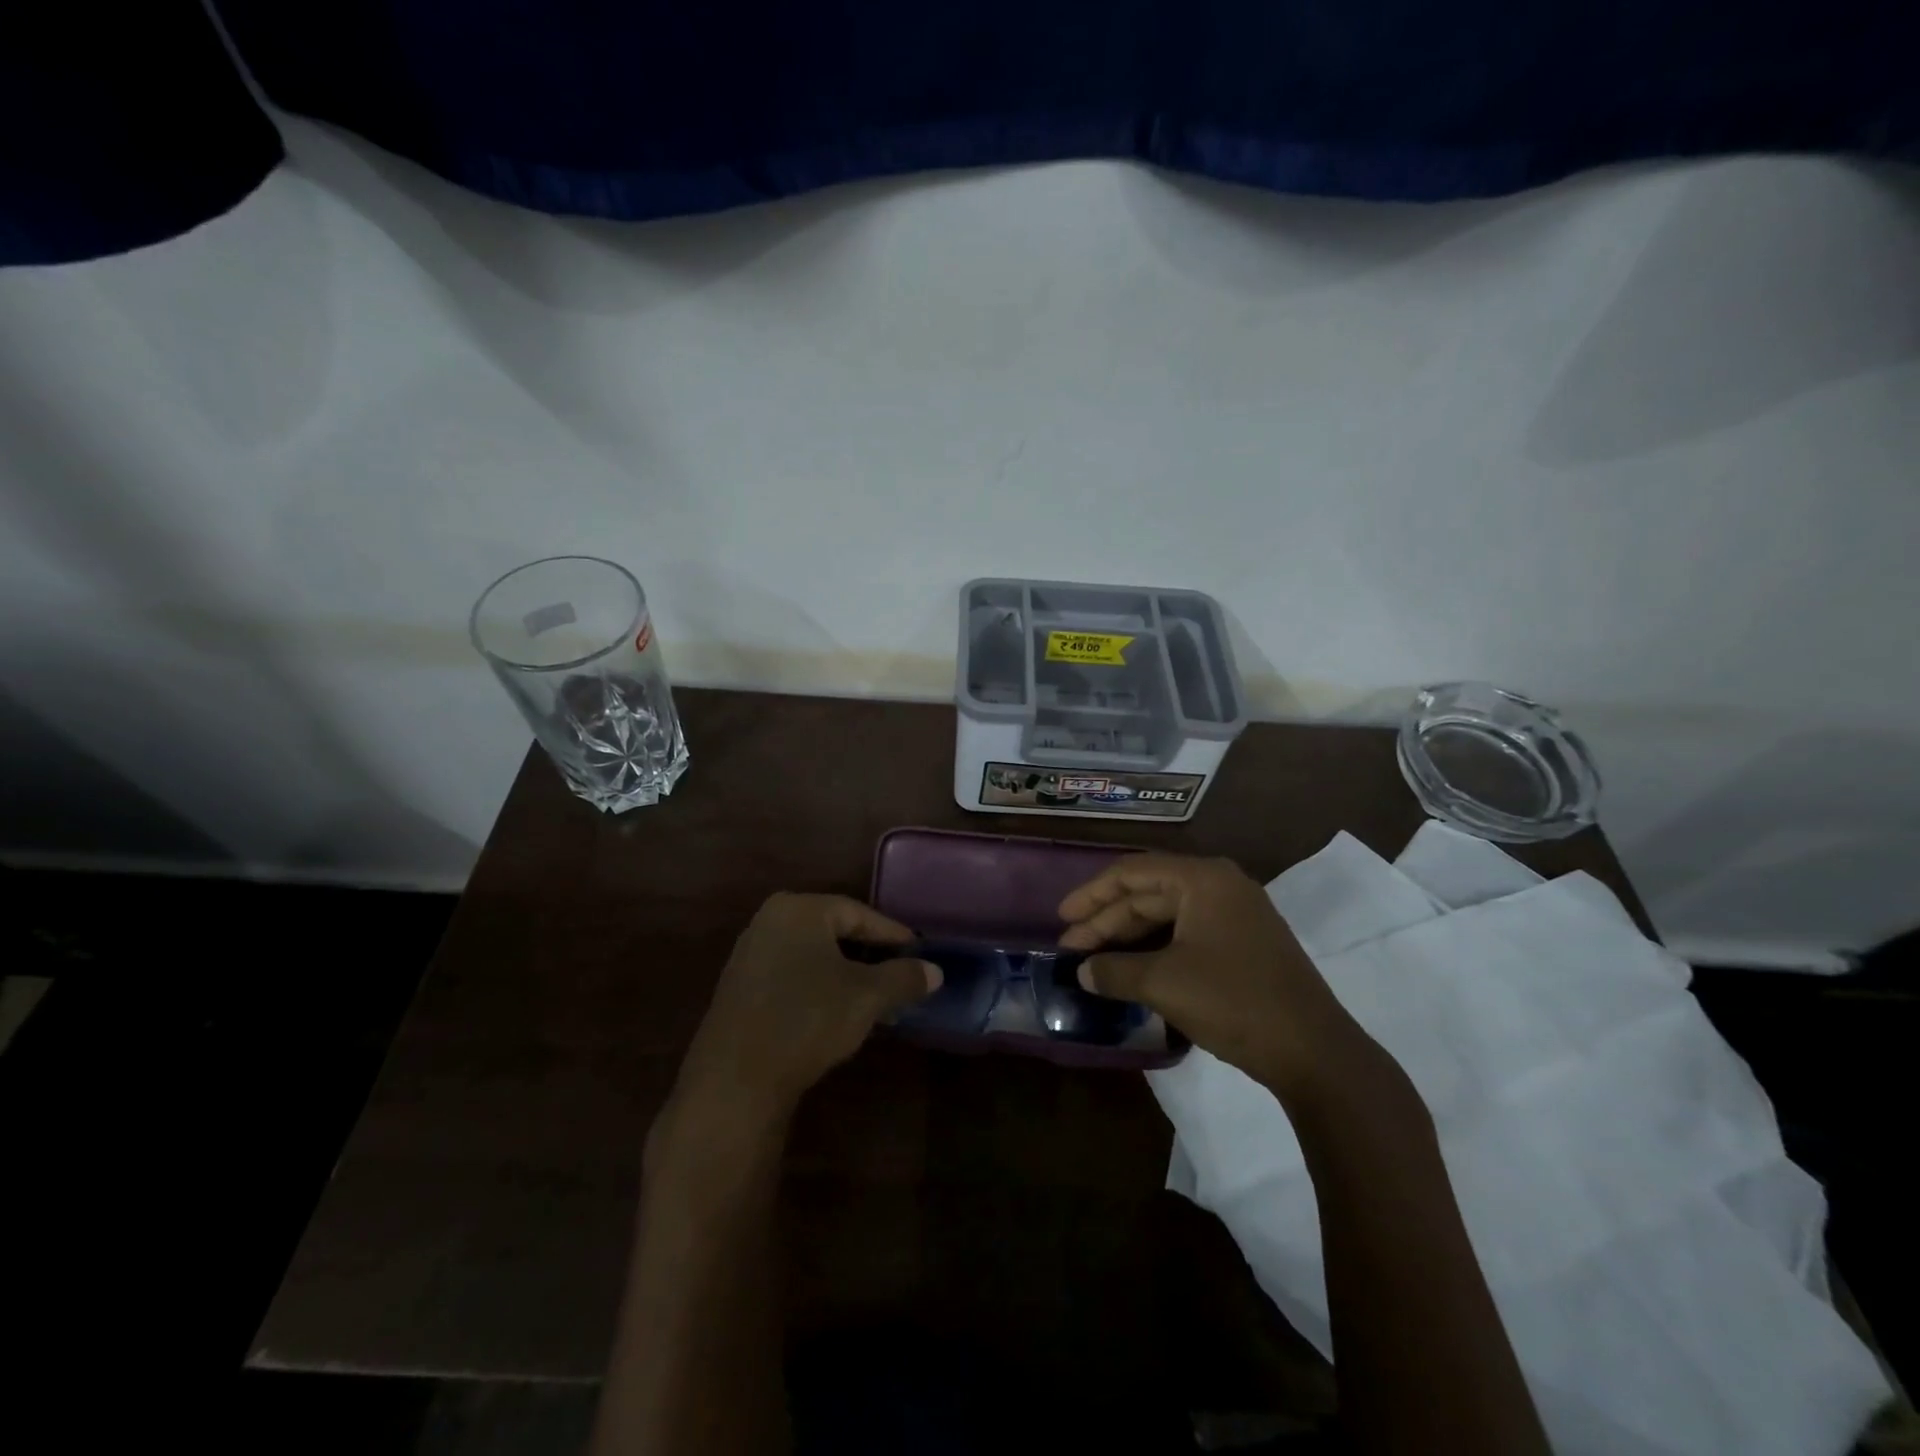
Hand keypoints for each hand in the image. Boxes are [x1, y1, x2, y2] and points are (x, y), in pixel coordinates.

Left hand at [671, 893, 937, 1125]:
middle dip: (871, 956)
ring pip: (814, 957)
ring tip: (877, 999)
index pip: (859, 914)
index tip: (920, 952)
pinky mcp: (740, 988)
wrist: (735, 1080)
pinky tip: (839, 1013)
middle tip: (901, 976)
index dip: (894, 934)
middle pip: (834, 933)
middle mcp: (769, 921)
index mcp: (798, 909)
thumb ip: (903, 978)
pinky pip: (792, 975)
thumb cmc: (807, 1019)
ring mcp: (750, 955)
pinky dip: (820, 987)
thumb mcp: (867, 996)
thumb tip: (935, 971)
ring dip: (847, 975)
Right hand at [1058, 854, 1370, 1099]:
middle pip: (1148, 894)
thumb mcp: (1163, 983)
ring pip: (1167, 917)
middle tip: (1070, 948)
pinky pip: (1186, 934)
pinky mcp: (1243, 944)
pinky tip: (1131, 970)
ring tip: (1093, 960)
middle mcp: (1220, 886)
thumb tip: (1082, 972)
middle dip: (1107, 921)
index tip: (1062, 919)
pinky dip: (1155, 949)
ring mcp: (1236, 915)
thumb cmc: (1233, 1000)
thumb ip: (1114, 971)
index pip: (1132, 872)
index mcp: (1202, 879)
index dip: (1092, 894)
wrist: (1313, 1051)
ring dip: (1128, 938)